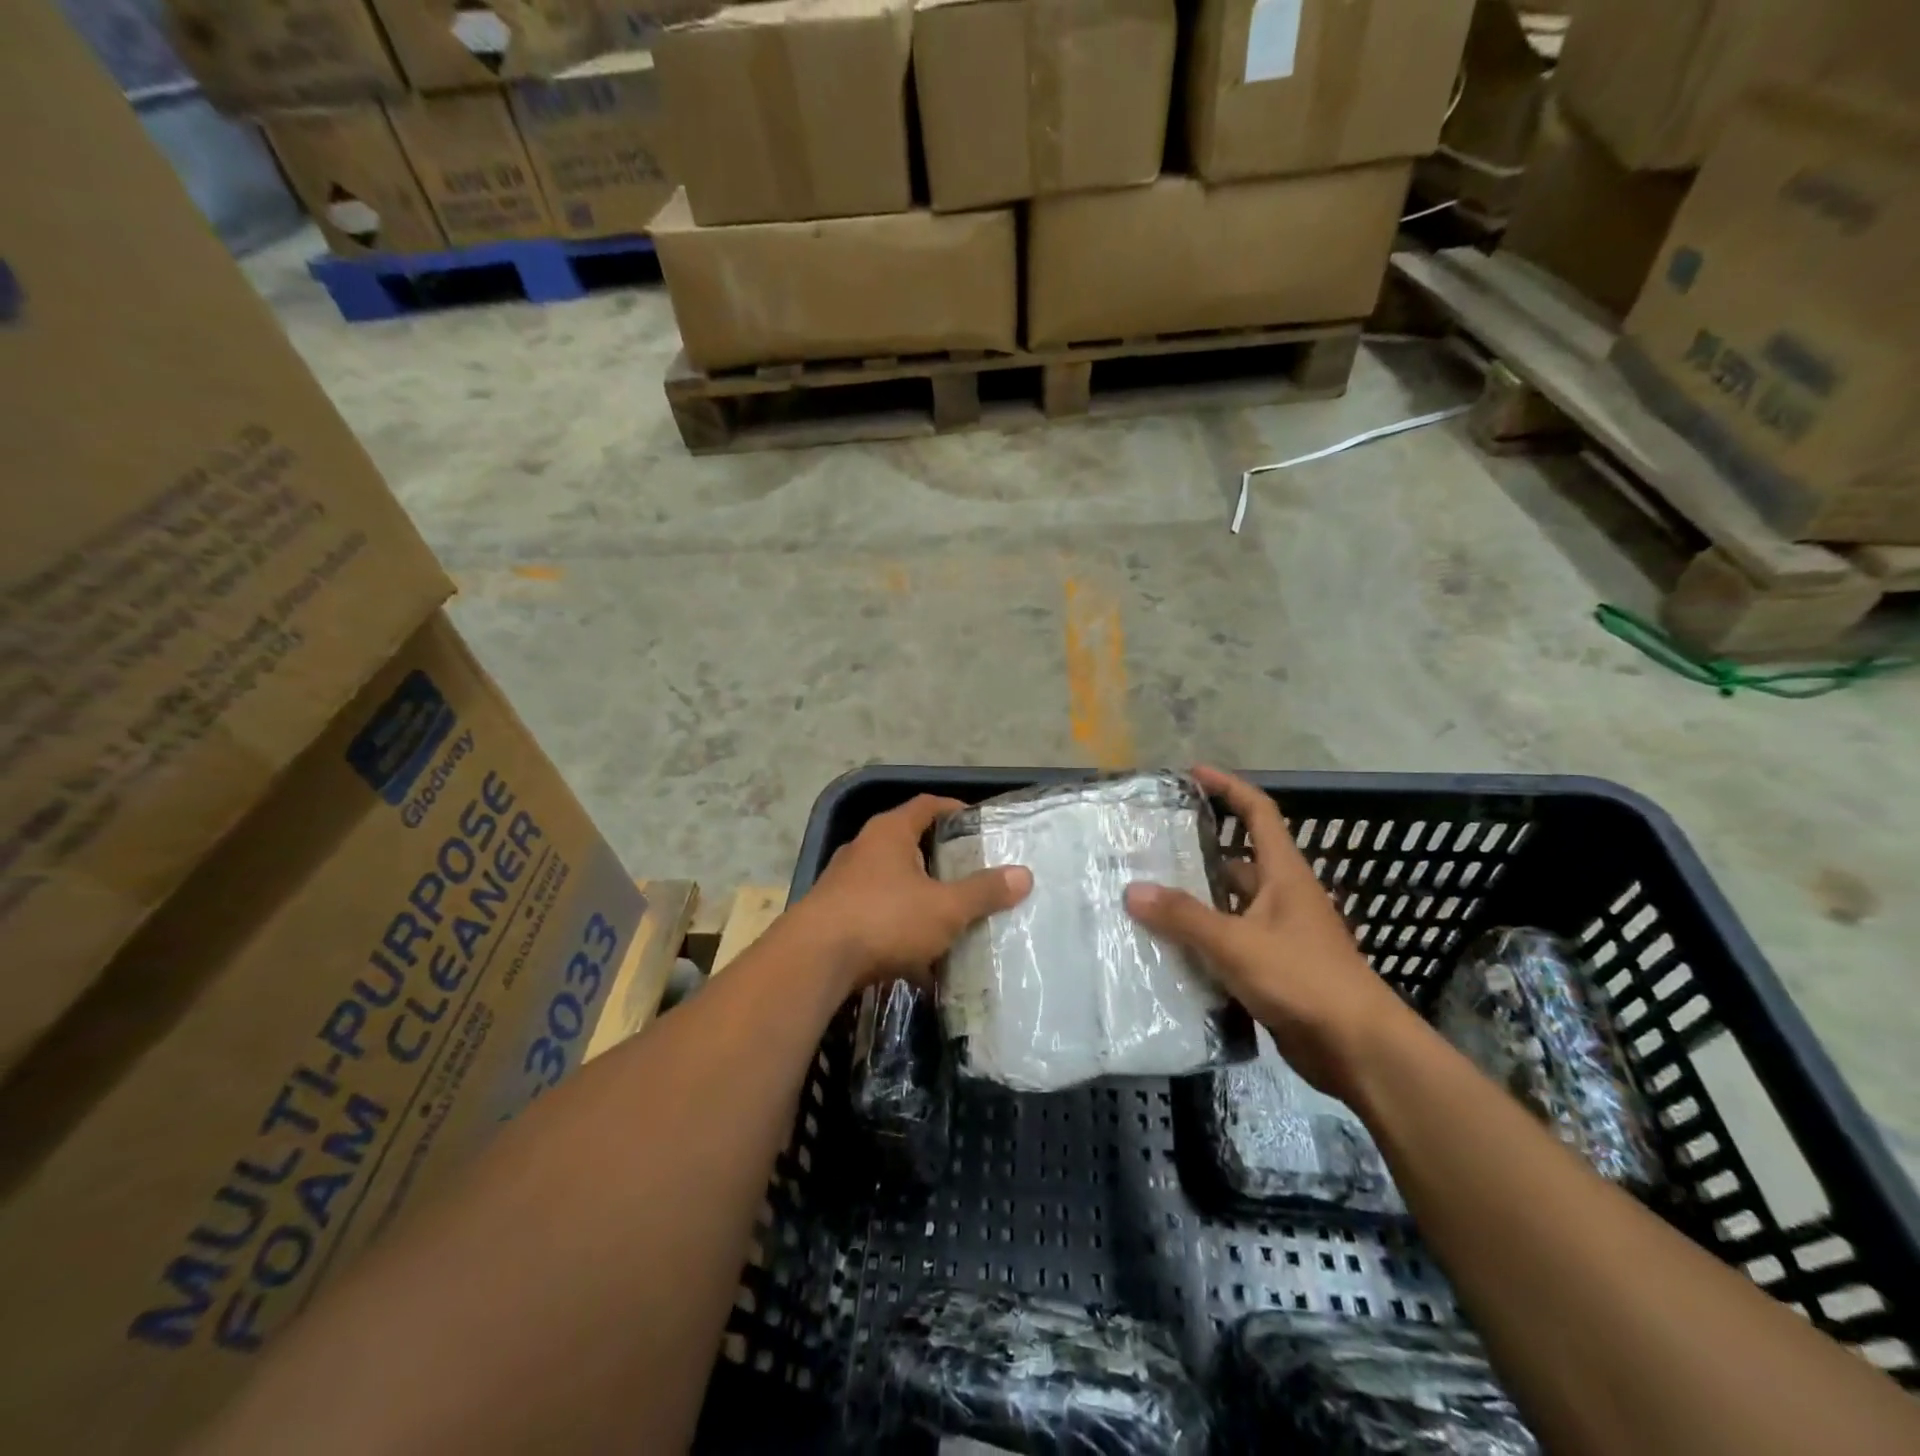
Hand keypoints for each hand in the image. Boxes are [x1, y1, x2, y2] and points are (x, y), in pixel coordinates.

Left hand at [795, 795, 1031, 992]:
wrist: (813, 961)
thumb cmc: (884, 919)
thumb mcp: (945, 907)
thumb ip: (983, 891)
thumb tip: (1024, 875)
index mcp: (889, 833)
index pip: (927, 805)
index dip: (954, 809)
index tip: (978, 823)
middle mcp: (863, 849)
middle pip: (908, 842)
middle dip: (939, 858)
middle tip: (970, 872)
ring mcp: (843, 882)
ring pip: (891, 881)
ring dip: (917, 895)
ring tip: (948, 914)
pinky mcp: (833, 915)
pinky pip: (875, 913)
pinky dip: (898, 926)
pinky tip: (917, 955)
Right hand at [1124, 766, 1421, 1100]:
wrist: (1358, 1049)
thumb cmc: (1303, 979)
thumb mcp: (1236, 943)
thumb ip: (1184, 917)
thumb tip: (1132, 890)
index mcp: (1284, 874)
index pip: (1259, 813)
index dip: (1229, 788)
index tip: (1194, 775)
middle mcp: (1283, 896)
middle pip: (1238, 861)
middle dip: (1199, 851)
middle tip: (1152, 848)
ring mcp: (1281, 934)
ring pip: (1231, 905)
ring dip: (1197, 901)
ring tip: (1148, 897)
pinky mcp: (1275, 968)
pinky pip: (1232, 941)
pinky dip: (1204, 940)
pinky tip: (1170, 948)